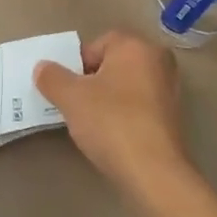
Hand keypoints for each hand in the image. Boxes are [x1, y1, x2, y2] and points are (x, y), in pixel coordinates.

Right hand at [35, 31, 195, 216]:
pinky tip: (112, 135)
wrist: (153, 173)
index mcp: (136, 46)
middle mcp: (158, 61)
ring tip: (92, 122)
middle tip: (76, 103)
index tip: (68, 88)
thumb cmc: (111, 122)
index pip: (99, 43)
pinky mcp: (173, 118)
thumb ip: (52, 77)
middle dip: (93, 80)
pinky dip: (124, 115)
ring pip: (127, 86)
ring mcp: (170, 90)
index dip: (78, 63)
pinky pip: (140, 106)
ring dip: (108, 99)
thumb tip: (42, 67)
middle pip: (114, 64)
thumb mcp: (70, 97)